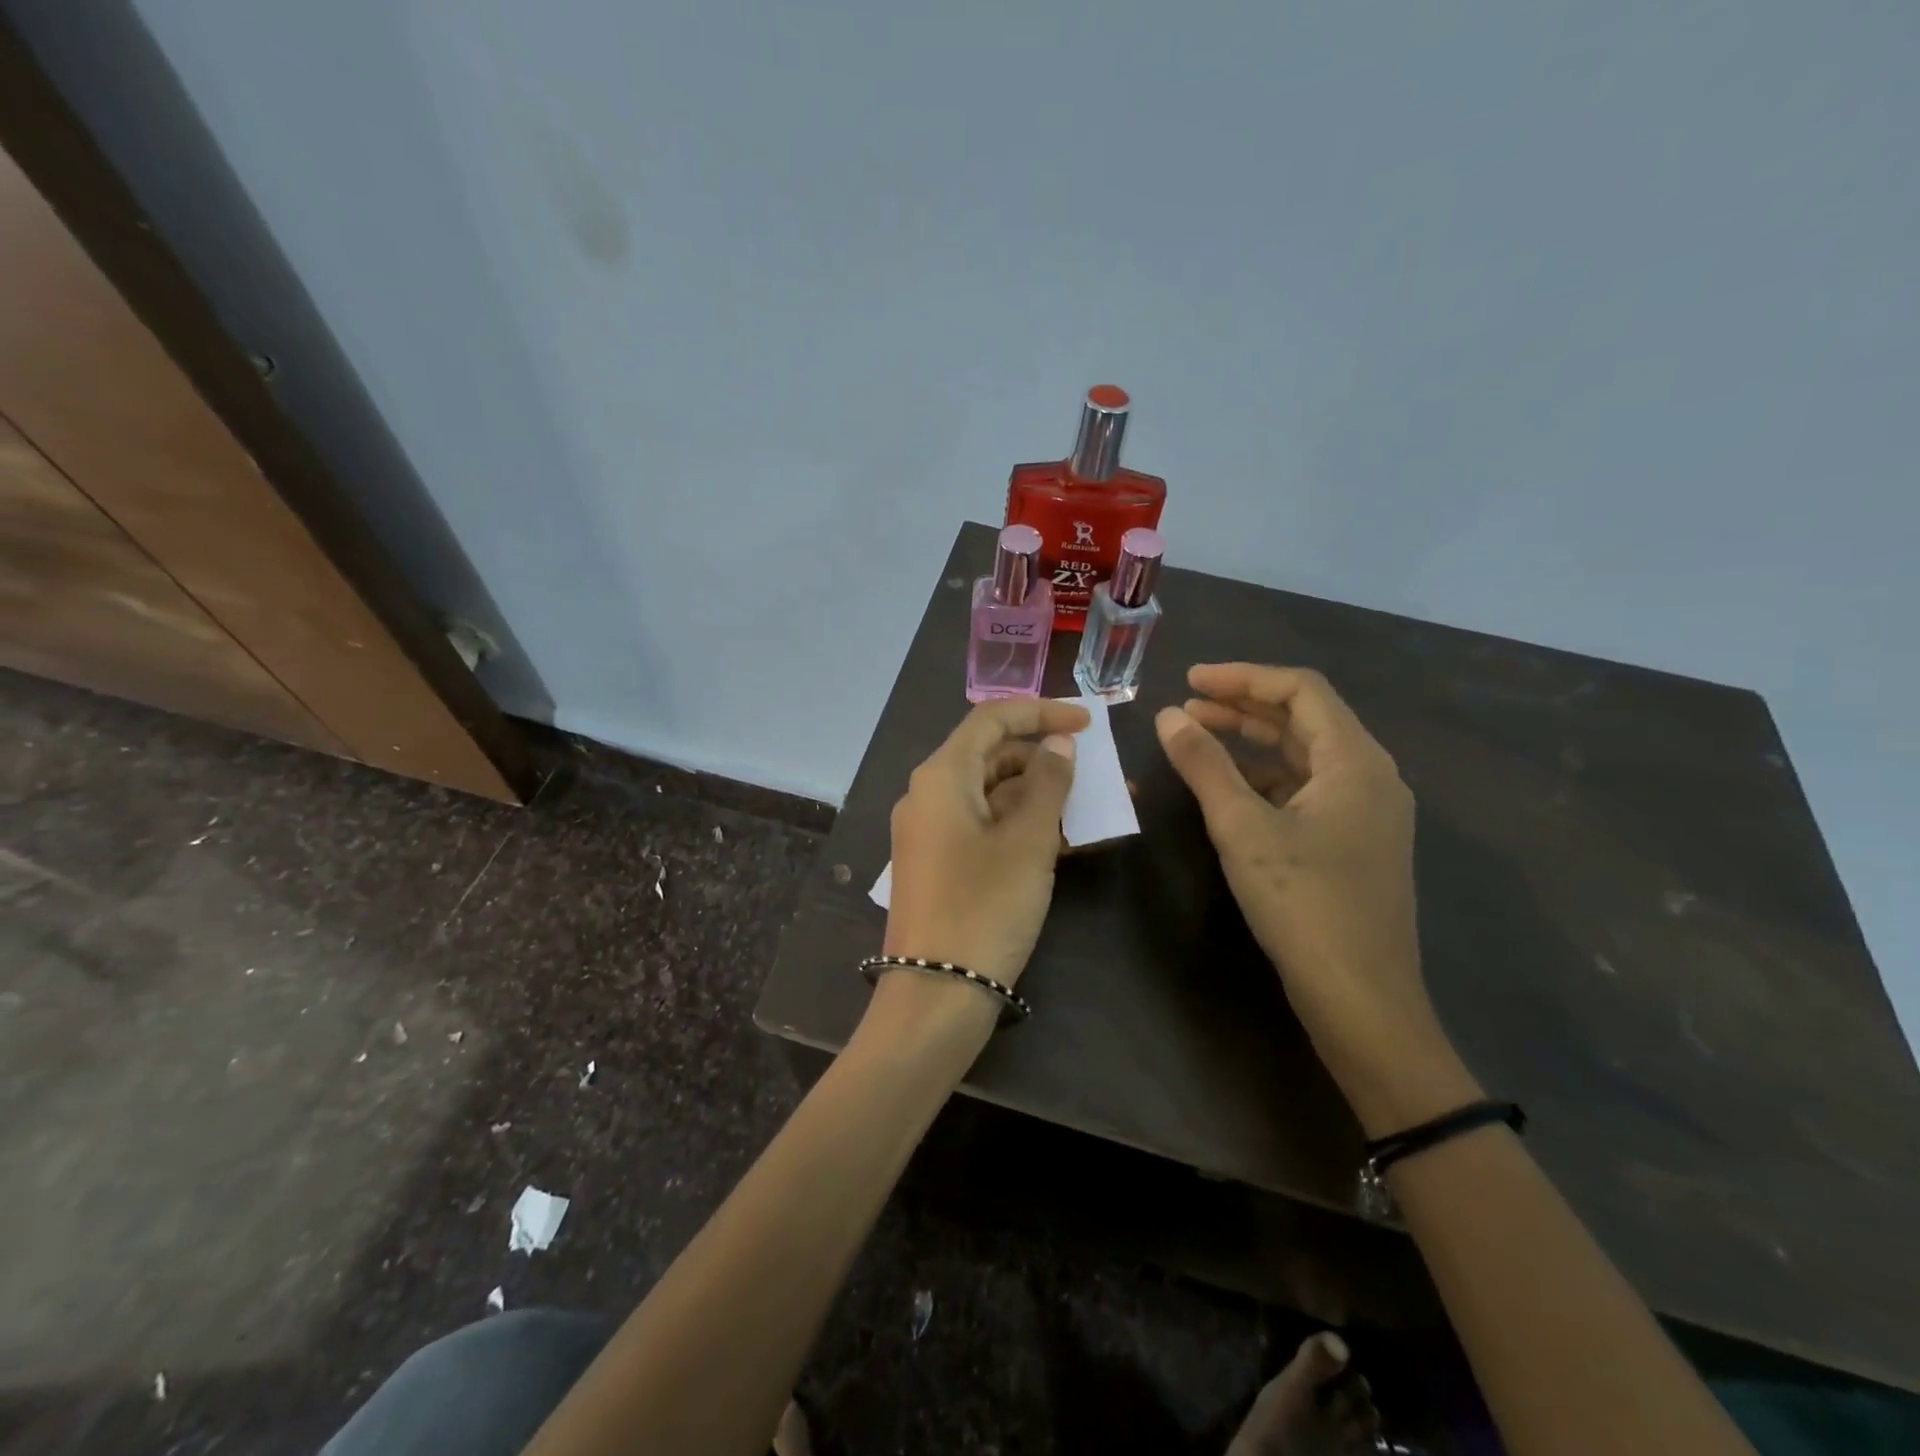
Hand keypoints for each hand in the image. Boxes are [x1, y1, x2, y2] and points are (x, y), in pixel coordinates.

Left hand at [883, 697, 1087, 988]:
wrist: (935, 996)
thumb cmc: (984, 908)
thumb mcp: (1027, 842)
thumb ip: (1048, 784)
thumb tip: (1059, 744)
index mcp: (941, 776)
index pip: (992, 719)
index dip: (1041, 712)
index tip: (1088, 723)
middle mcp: (930, 795)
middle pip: (993, 756)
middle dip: (1048, 760)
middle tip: (1098, 775)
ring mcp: (934, 832)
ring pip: (995, 796)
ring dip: (1043, 798)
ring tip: (1097, 809)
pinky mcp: (943, 864)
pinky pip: (987, 828)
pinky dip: (1025, 828)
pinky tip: (1069, 840)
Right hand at [1155, 664, 1474, 1133]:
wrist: (1361, 998)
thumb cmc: (1303, 904)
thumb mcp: (1242, 828)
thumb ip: (1204, 765)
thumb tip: (1167, 716)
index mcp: (1356, 760)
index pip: (1300, 690)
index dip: (1242, 677)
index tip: (1189, 680)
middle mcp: (1370, 775)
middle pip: (1304, 719)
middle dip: (1242, 707)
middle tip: (1184, 707)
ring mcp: (1366, 811)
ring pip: (1303, 755)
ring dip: (1251, 741)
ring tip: (1196, 736)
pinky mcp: (1354, 841)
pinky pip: (1306, 788)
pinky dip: (1265, 777)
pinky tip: (1228, 786)